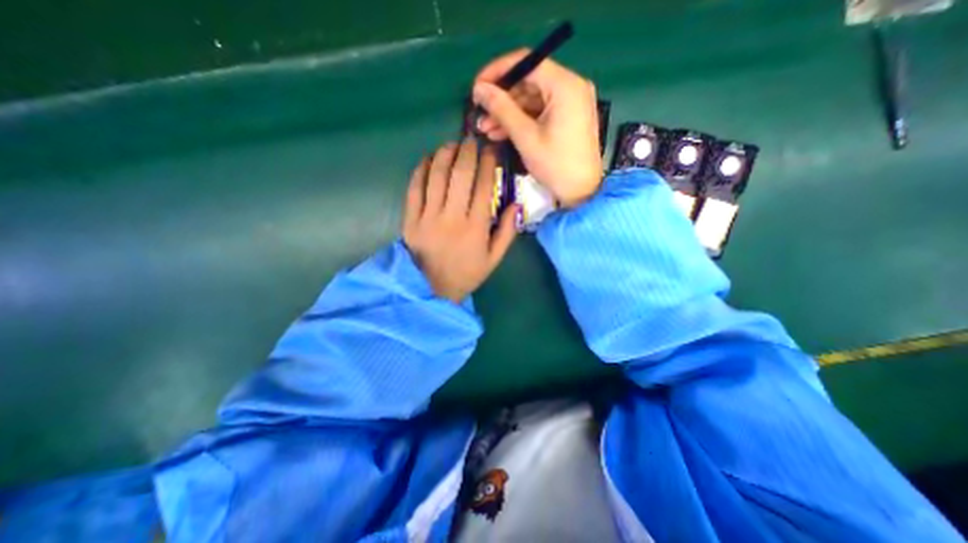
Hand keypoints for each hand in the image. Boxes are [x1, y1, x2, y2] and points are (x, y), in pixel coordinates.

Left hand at [401, 137, 521, 302]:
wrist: (432, 289)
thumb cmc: (466, 274)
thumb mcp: (493, 259)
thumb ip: (507, 232)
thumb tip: (516, 204)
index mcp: (476, 227)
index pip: (484, 185)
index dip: (488, 162)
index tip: (491, 150)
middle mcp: (453, 217)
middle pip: (460, 174)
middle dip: (467, 151)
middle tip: (471, 140)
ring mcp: (428, 217)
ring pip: (437, 176)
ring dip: (445, 154)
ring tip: (451, 144)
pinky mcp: (410, 219)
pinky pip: (414, 188)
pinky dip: (421, 170)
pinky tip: (428, 159)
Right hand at [472, 49, 602, 206]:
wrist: (581, 192)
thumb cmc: (556, 165)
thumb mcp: (526, 137)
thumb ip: (502, 109)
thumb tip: (479, 89)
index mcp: (565, 85)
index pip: (527, 62)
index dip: (498, 71)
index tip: (477, 87)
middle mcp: (570, 87)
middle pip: (528, 82)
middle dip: (501, 99)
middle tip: (479, 114)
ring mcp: (569, 103)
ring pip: (531, 100)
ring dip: (507, 113)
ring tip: (485, 129)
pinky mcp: (566, 118)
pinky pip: (539, 113)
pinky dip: (520, 122)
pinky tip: (501, 133)